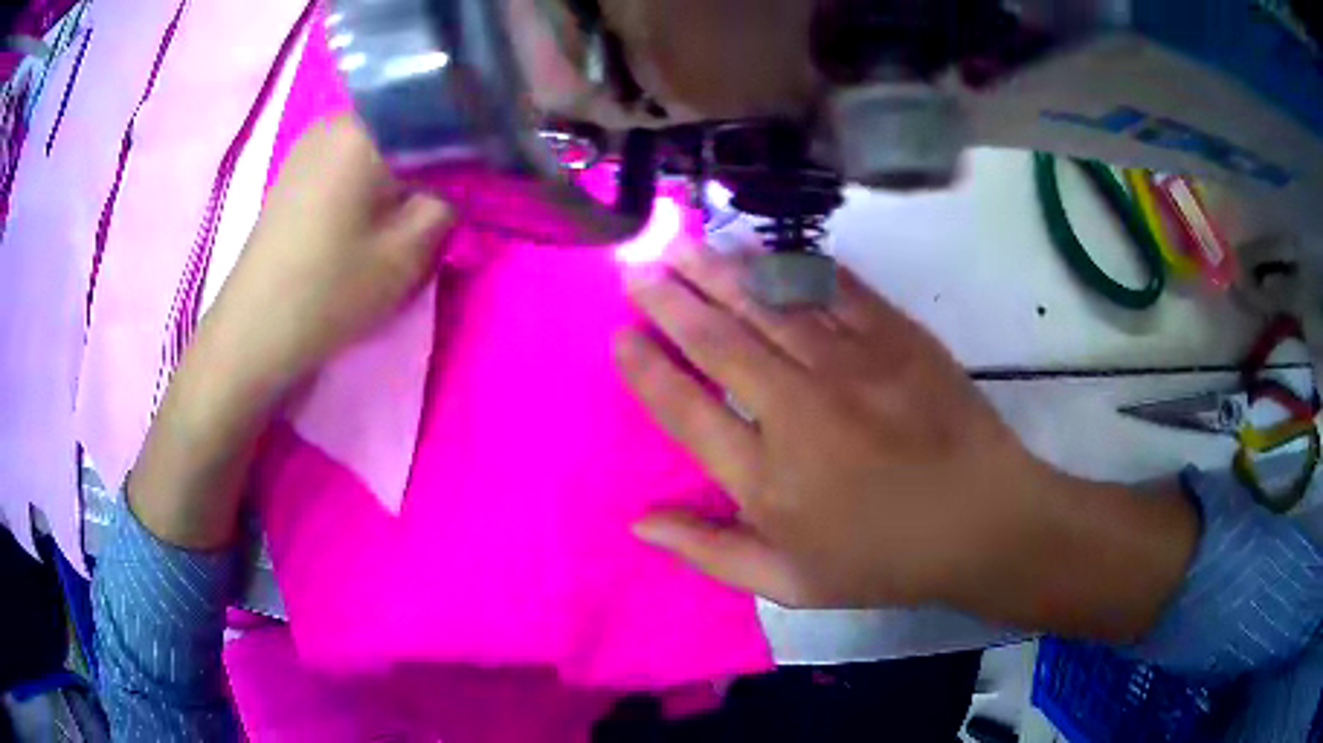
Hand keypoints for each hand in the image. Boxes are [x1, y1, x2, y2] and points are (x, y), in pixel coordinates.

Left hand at [200, 114, 453, 399]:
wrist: (255, 330)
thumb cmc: (331, 289)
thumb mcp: (410, 252)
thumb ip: (450, 203)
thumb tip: (460, 180)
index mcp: (365, 127)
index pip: (437, 111)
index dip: (465, 141)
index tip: (474, 179)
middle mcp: (335, 120)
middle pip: (404, 123)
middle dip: (430, 156)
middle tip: (440, 202)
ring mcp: (309, 143)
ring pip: (375, 141)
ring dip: (398, 169)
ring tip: (402, 213)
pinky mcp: (294, 169)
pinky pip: (347, 157)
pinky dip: (367, 177)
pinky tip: (364, 216)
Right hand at [616, 244, 1197, 639]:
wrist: (984, 521)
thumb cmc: (886, 560)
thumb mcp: (792, 585)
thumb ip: (711, 553)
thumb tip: (639, 523)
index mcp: (768, 479)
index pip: (686, 410)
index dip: (646, 369)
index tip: (620, 336)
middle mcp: (799, 410)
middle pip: (718, 341)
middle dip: (667, 298)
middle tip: (634, 266)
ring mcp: (851, 364)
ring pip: (766, 303)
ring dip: (715, 270)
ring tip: (678, 243)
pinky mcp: (895, 335)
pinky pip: (831, 287)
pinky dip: (789, 265)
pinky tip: (760, 249)